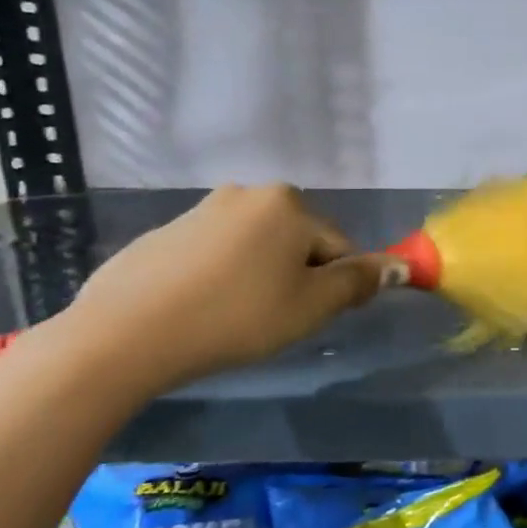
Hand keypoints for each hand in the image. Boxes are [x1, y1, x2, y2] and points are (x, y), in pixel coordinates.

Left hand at [61, 185, 386, 393]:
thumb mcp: (311, 306)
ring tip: (236, 316)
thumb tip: (401, 266)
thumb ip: (359, 282)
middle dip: (296, 276)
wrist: (125, 334)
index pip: (339, 247)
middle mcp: (248, 193)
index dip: (335, 286)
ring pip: (256, 247)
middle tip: (275, 318)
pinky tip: (201, 308)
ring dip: (260, 275)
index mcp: (289, 204)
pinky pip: (216, 253)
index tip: (312, 318)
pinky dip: (221, 276)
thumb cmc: (236, 317)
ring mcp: (201, 209)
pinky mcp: (165, 233)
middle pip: (297, 241)